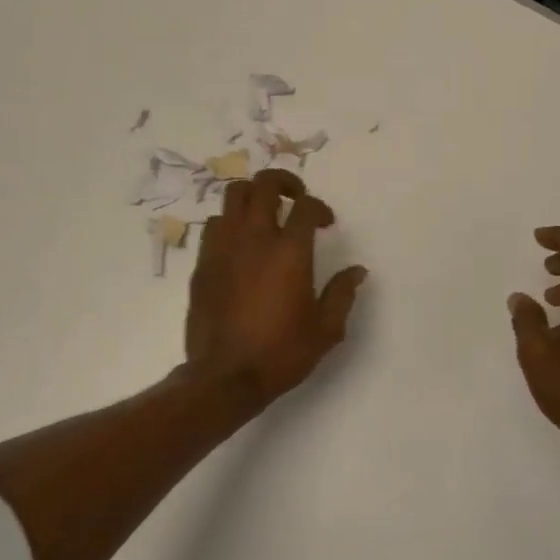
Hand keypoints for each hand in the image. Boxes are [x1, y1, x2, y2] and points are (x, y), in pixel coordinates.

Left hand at [185, 168, 366, 411]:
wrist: (225, 377)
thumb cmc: (281, 352)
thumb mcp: (326, 329)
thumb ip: (342, 293)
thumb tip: (357, 270)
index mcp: (289, 251)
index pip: (305, 206)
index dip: (319, 207)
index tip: (325, 222)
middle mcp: (254, 239)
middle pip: (263, 184)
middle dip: (283, 181)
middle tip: (294, 197)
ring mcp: (223, 248)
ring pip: (232, 196)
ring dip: (252, 198)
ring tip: (265, 214)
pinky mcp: (203, 263)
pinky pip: (215, 225)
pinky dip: (231, 223)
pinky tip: (241, 244)